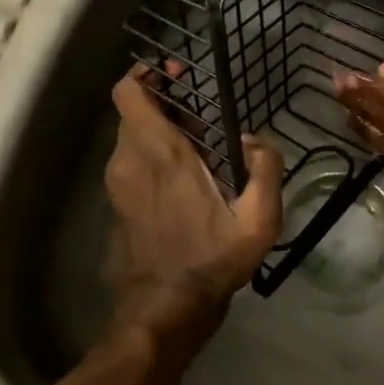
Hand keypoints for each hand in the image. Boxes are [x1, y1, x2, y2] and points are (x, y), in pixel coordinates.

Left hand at [103, 63, 283, 341]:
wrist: (164, 310)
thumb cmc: (211, 259)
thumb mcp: (258, 220)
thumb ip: (266, 170)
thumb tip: (256, 140)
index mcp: (160, 152)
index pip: (128, 92)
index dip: (146, 74)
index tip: (176, 75)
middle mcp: (130, 159)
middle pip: (133, 111)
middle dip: (162, 102)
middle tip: (199, 113)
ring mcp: (118, 183)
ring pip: (131, 137)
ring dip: (158, 131)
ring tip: (197, 147)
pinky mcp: (117, 204)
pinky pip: (130, 162)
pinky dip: (151, 156)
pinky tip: (183, 179)